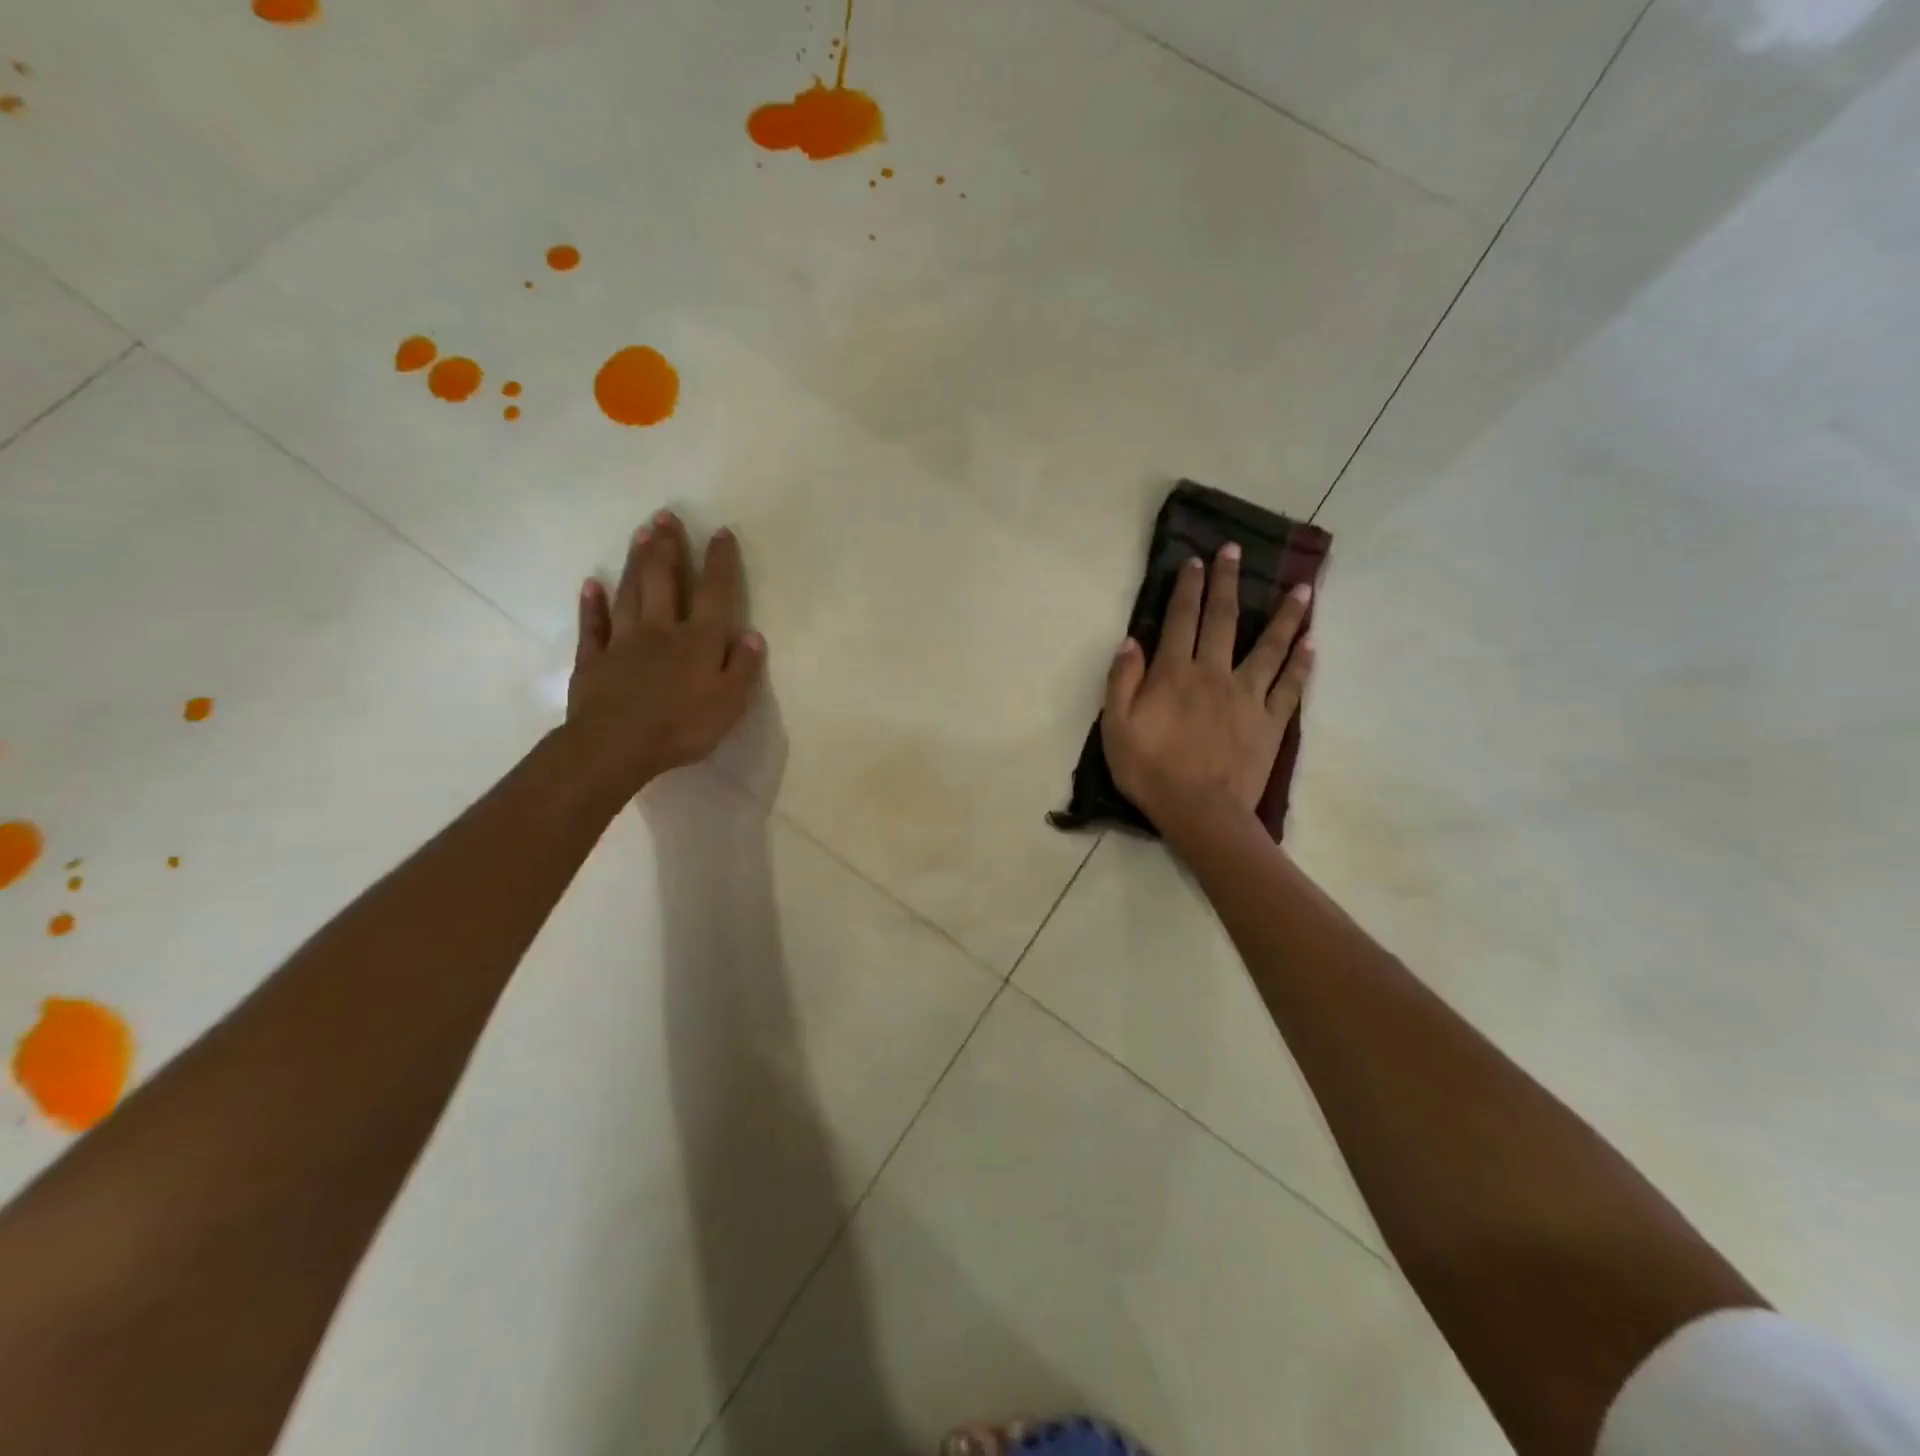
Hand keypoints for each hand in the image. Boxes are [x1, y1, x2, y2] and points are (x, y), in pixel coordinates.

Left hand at [566, 511, 764, 798]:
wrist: (616, 746)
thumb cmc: (682, 727)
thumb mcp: (729, 703)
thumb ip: (743, 667)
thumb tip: (752, 635)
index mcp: (698, 640)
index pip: (714, 593)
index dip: (719, 562)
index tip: (720, 532)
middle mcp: (661, 630)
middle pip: (665, 581)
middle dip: (668, 547)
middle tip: (666, 515)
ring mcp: (623, 642)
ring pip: (631, 593)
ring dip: (636, 562)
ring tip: (640, 533)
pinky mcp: (594, 660)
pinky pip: (593, 625)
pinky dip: (592, 604)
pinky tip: (591, 584)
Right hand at [1101, 544, 1313, 836]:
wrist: (1200, 812)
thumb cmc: (1150, 771)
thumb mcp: (1116, 727)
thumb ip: (1121, 681)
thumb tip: (1132, 641)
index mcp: (1175, 674)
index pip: (1181, 619)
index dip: (1187, 587)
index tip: (1195, 560)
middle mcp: (1215, 673)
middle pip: (1224, 620)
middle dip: (1227, 582)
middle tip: (1235, 551)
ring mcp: (1249, 696)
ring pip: (1270, 646)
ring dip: (1285, 615)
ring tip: (1303, 588)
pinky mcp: (1271, 721)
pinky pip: (1291, 685)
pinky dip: (1303, 663)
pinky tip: (1312, 642)